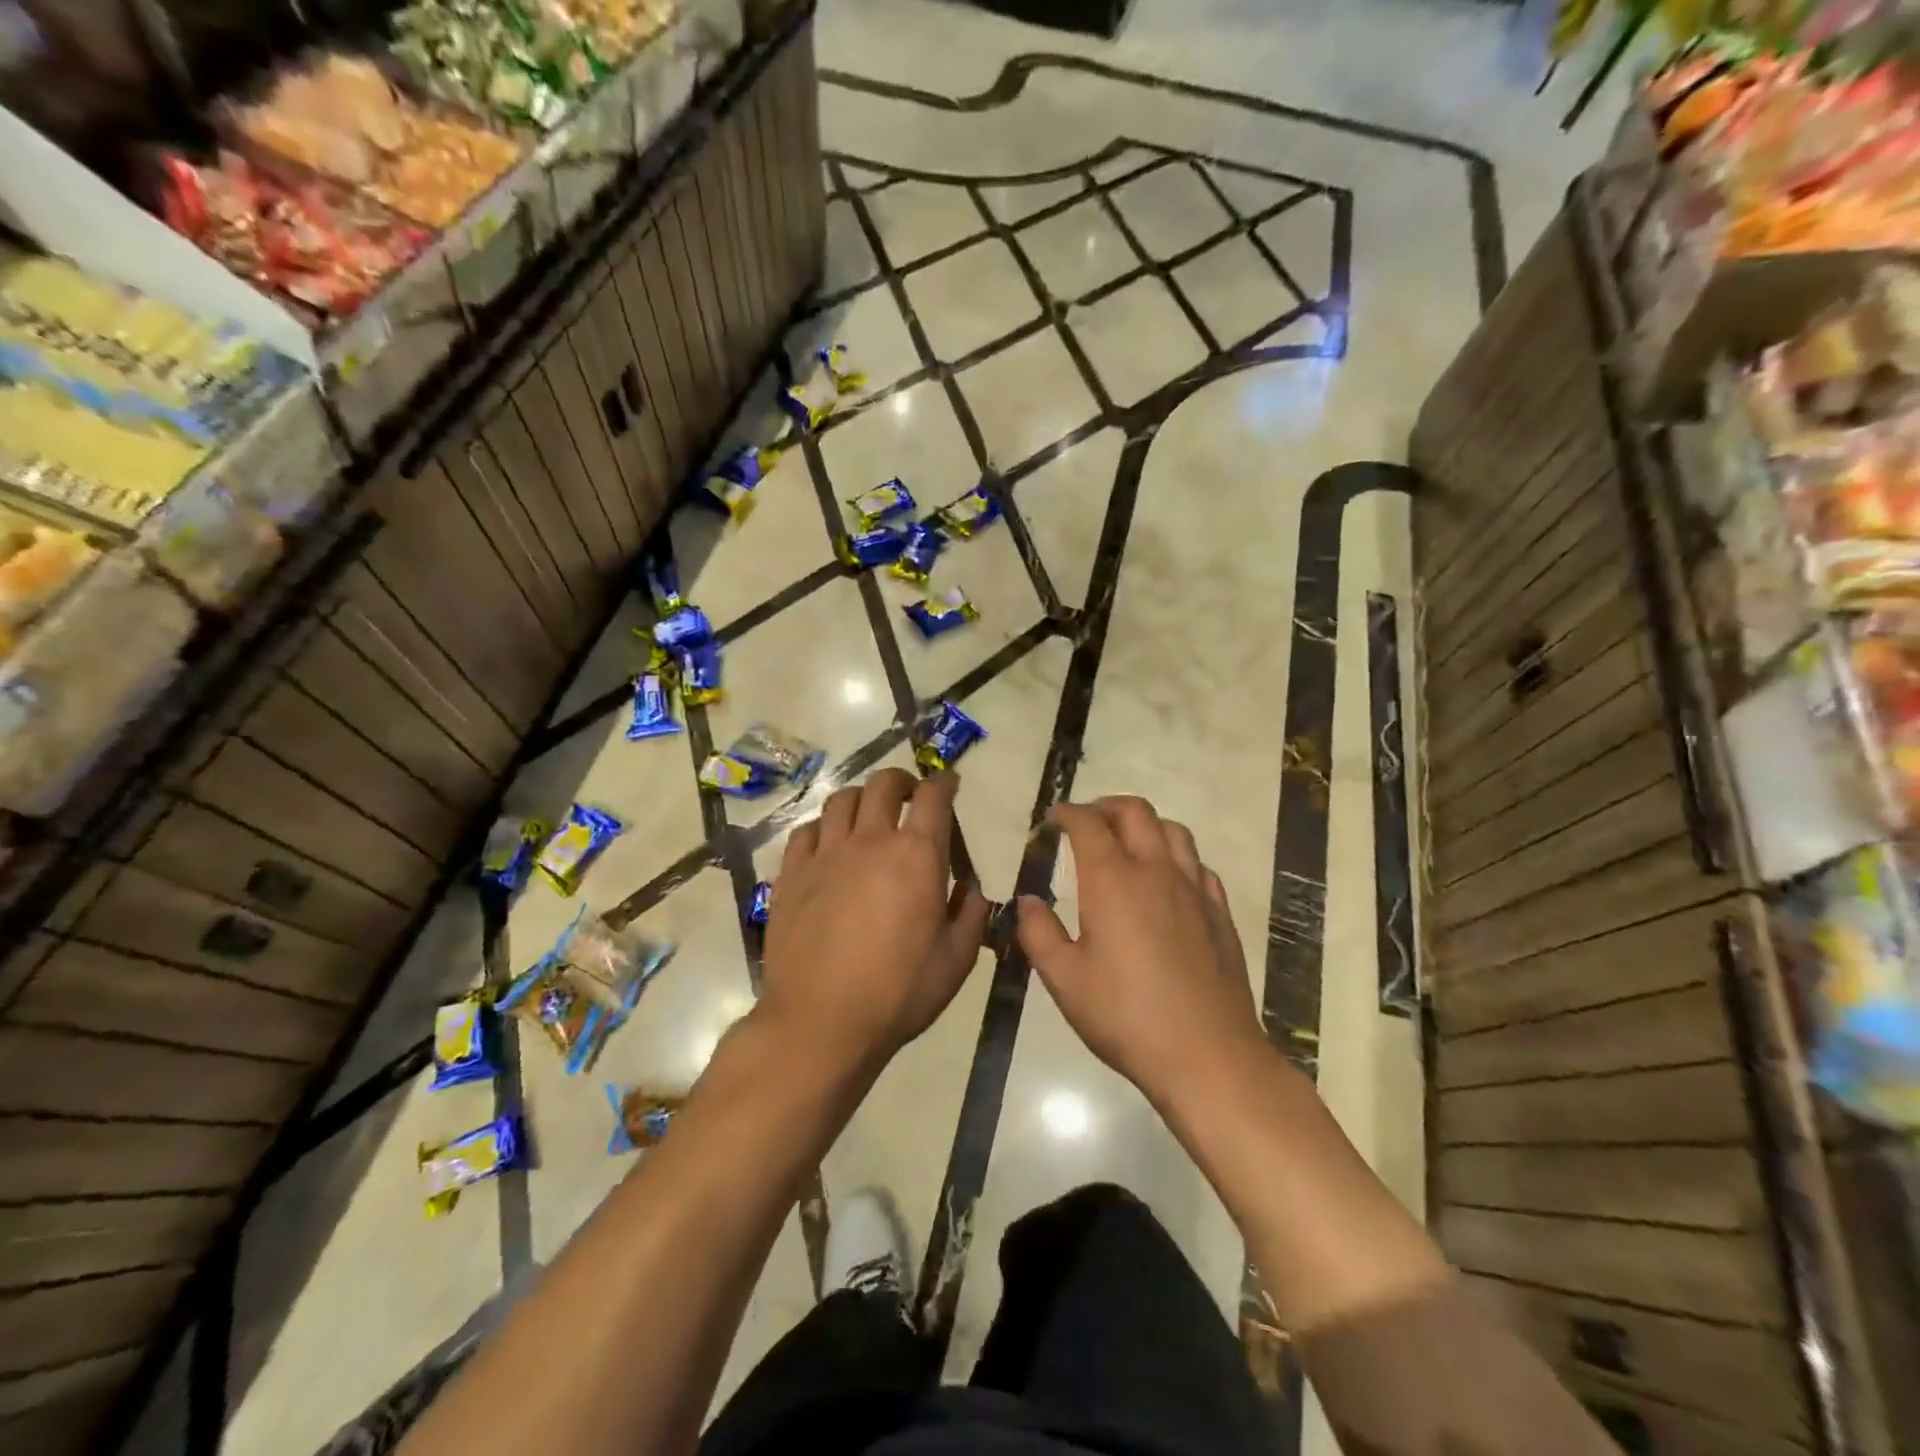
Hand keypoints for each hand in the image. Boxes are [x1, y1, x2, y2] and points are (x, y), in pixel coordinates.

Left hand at [760, 768, 989, 1067]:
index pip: (933, 798)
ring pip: (841, 800)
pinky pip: (806, 832)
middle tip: (909, 795)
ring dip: (861, 798)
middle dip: (901, 781)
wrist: (821, 1021)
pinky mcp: (792, 874)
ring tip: (868, 814)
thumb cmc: (898, 992)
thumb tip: (971, 889)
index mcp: (917, 856)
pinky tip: (828, 844)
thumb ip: (971, 916)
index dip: (944, 784)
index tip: (949, 785)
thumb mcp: (956, 960)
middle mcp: (870, 841)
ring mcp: (825, 855)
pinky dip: (823, 828)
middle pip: (883, 785)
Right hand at [1017, 797, 1263, 1107]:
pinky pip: (1198, 864)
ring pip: (1173, 830)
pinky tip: (1167, 880)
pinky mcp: (1218, 912)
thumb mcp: (1064, 980)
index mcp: (1112, 881)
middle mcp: (1155, 871)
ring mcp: (1194, 889)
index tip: (1054, 818)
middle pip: (1135, 812)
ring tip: (1127, 842)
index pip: (1088, 824)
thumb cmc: (1125, 1017)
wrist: (1207, 1054)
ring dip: (1145, 824)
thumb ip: (1039, 933)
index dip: (1068, 813)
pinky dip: (1176, 857)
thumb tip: (1027, 901)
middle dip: (1106, 806)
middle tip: (1087, 821)